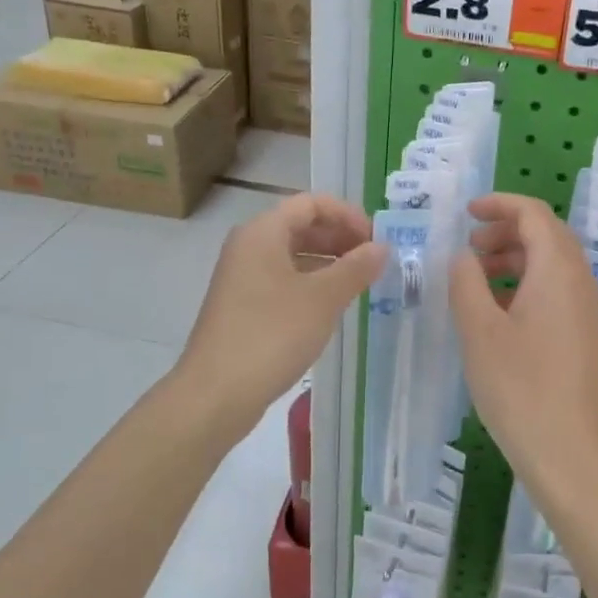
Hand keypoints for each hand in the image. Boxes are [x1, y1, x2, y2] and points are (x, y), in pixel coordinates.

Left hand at [180, 193, 385, 431]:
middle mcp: (249, 247)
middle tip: (374, 262)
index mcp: (263, 232)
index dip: (348, 215)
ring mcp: (243, 278)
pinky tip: (333, 307)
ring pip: (293, 256)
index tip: (376, 240)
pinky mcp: (243, 306)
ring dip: (328, 263)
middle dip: (340, 239)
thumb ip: (356, 268)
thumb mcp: (322, 299)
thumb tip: (382, 247)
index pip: (311, 203)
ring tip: (360, 284)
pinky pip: (283, 281)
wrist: (216, 393)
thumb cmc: (271, 335)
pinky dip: (311, 284)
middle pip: (301, 227)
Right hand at [449, 195, 597, 504]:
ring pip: (551, 265)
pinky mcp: (584, 336)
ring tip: (475, 280)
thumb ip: (466, 283)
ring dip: (514, 260)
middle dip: (505, 232)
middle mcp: (580, 281)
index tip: (466, 214)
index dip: (499, 205)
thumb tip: (464, 257)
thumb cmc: (521, 388)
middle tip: (468, 248)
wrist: (573, 455)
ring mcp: (586, 310)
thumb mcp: (480, 330)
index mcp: (558, 269)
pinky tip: (497, 314)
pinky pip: (555, 291)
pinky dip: (525, 286)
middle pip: (546, 235)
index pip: (534, 214)